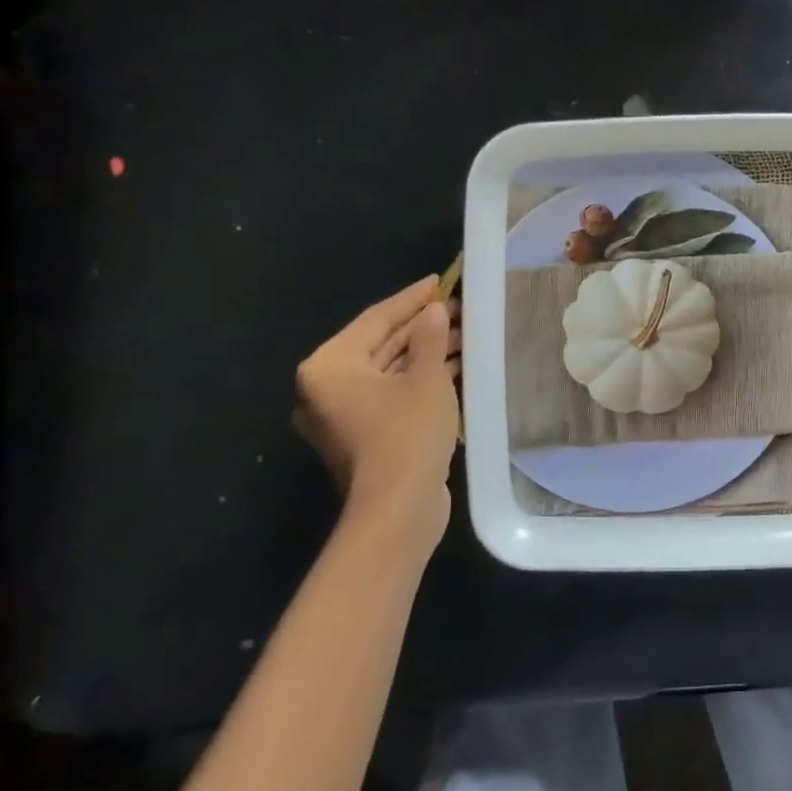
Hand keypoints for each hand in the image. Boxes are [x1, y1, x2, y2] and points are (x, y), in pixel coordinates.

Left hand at [293, 276, 461, 551]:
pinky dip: (419, 378)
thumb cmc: (407, 433)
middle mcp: (326, 388)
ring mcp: (343, 414)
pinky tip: (455, 365)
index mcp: (329, 366)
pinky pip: (391, 393)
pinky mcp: (364, 435)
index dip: (412, 298)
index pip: (376, 319)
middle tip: (458, 306)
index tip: (440, 281)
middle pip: (380, 343)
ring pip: (389, 370)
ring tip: (465, 333)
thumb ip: (430, 338)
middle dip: (421, 326)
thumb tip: (435, 311)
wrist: (398, 510)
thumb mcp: (426, 378)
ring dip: (425, 352)